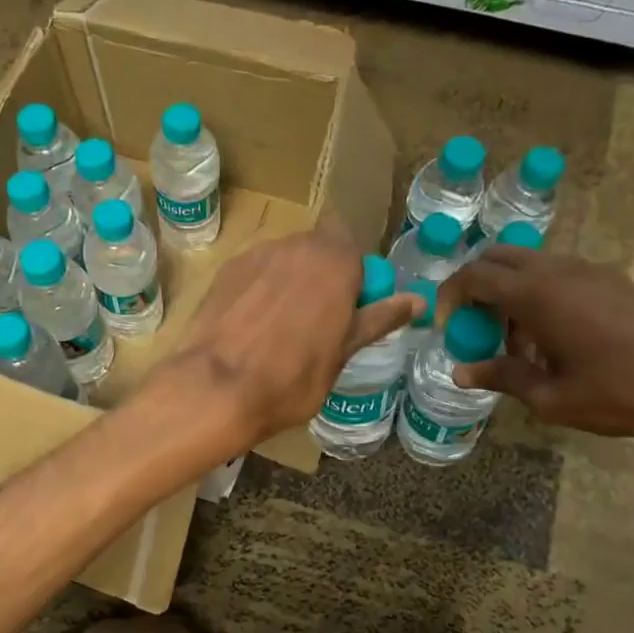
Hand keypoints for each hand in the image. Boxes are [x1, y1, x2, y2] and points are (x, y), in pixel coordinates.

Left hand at [160, 218, 420, 453]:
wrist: (215, 388)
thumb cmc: (291, 378)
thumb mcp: (343, 354)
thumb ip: (377, 319)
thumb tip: (418, 300)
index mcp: (335, 260)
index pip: (352, 248)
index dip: (352, 275)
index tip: (348, 310)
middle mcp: (296, 245)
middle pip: (318, 250)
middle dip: (321, 276)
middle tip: (317, 322)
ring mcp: (256, 254)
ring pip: (284, 260)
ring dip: (289, 282)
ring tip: (279, 328)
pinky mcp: (225, 271)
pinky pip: (255, 273)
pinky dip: (259, 291)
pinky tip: (250, 327)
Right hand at [436, 247, 633, 453]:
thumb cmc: (619, 389)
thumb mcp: (549, 396)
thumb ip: (501, 377)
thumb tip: (460, 373)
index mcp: (534, 294)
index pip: (472, 276)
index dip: (448, 298)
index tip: (444, 329)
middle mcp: (557, 271)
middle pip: (498, 258)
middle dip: (475, 288)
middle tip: (474, 328)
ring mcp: (588, 272)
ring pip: (529, 266)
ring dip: (509, 294)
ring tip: (516, 344)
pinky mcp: (612, 282)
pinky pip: (558, 276)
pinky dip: (539, 297)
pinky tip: (553, 342)